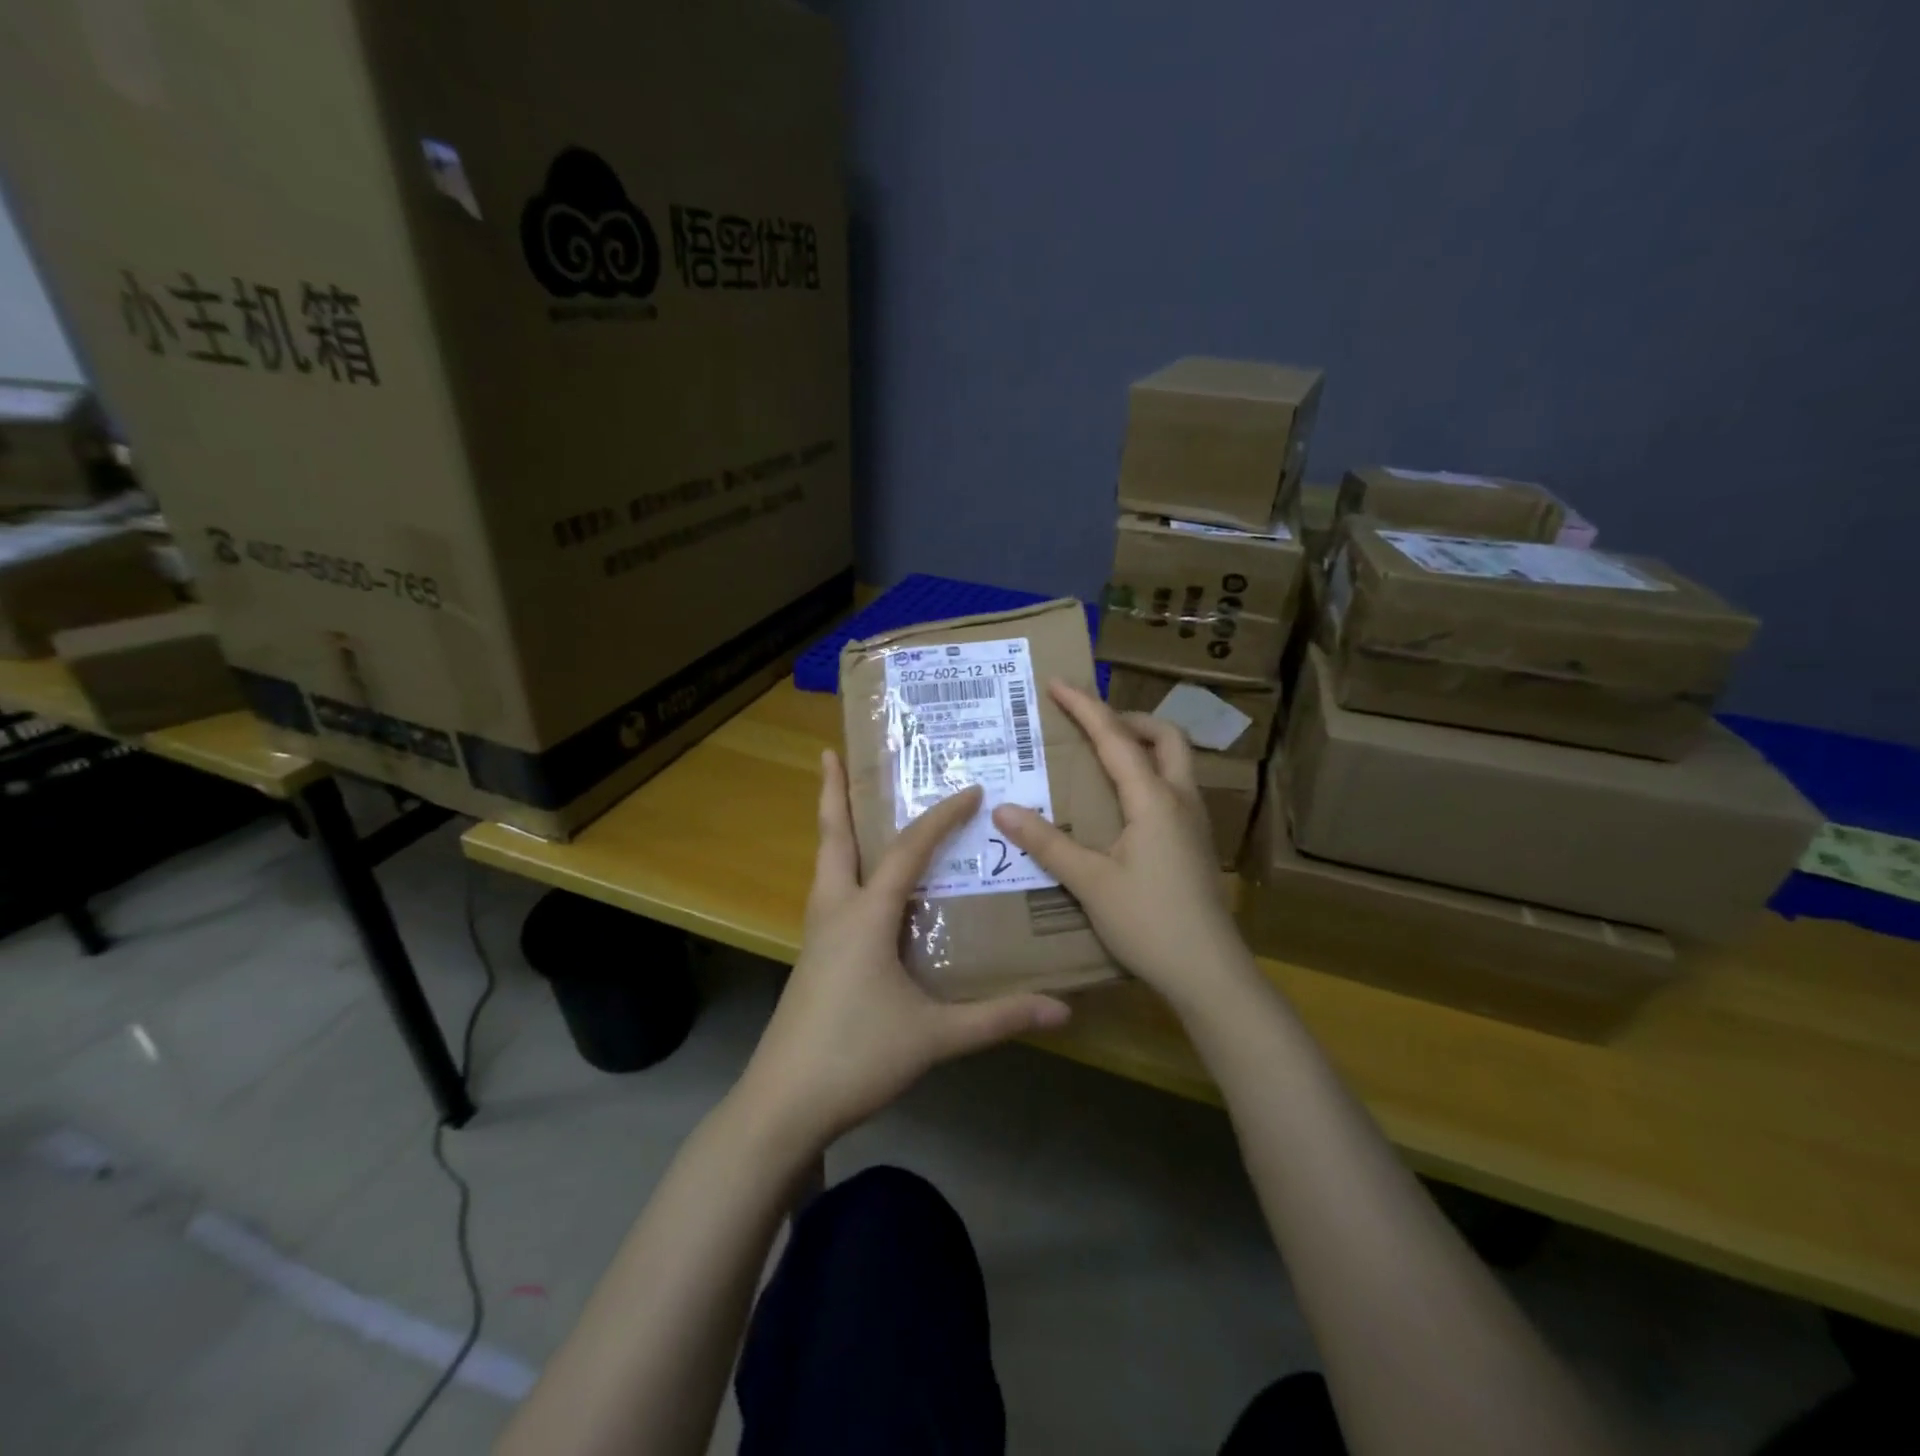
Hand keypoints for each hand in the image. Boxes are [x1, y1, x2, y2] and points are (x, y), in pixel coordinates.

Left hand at [738, 749, 1071, 1147]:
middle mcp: (836, 913)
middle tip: (830, 754)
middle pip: (833, 839)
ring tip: (845, 805)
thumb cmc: (856, 1057)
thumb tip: (1062, 1009)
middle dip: (832, 794)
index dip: (940, 817)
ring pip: (825, 865)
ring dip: (834, 829)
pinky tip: (860, 887)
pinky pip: (828, 895)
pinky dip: (841, 869)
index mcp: (865, 916)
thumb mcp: (934, 1037)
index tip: (970, 790)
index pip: (907, 851)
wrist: (782, 1105)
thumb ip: (997, 1019)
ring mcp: (817, 937)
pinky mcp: (812, 960)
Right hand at [991, 681, 1258, 1012]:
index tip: (1058, 682)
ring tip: (1101, 760)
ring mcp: (1195, 823)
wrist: (1209, 973)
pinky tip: (1122, 808)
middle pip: (1165, 737)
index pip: (1115, 738)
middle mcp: (1181, 800)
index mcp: (1154, 799)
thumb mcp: (1091, 882)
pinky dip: (1147, 777)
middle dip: (1128, 720)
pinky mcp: (1196, 845)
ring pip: (1175, 763)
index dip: (1085, 706)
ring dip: (1142, 747)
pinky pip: (1173, 791)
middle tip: (1090, 727)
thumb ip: (1048, 843)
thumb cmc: (1149, 923)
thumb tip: (1003, 809)